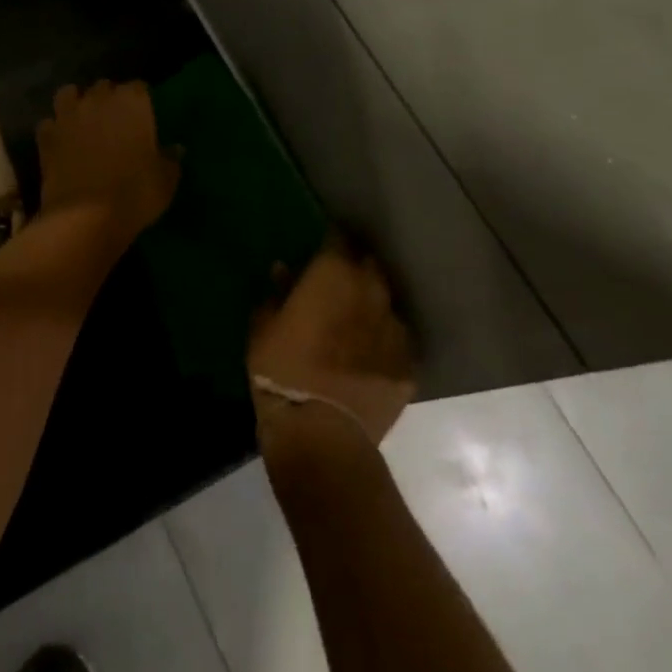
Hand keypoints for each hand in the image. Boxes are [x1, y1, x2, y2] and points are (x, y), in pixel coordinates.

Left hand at [35, 81, 180, 252]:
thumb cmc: (134, 194)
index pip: (138, 87)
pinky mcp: (45, 136)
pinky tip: (61, 143)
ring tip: (83, 122)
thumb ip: (170, 159)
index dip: (140, 101)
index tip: (144, 117)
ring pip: (69, 94)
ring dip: (76, 104)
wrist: (85, 217)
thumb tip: (175, 149)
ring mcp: (68, 116)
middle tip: (115, 122)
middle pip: (104, 87)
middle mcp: (98, 100)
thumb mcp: (166, 180)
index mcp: (132, 102)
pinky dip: (55, 130)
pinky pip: (49, 123)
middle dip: (108, 99)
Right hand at [249, 239, 416, 447]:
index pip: (339, 240)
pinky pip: (397, 341)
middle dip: (356, 269)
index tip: (323, 249)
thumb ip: (277, 294)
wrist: (321, 432)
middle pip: (369, 266)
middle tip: (339, 283)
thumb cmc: (282, 370)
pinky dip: (384, 342)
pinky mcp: (408, 365)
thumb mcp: (263, 327)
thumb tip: (282, 271)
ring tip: (357, 321)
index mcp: (334, 274)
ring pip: (386, 304)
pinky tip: (371, 356)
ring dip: (372, 306)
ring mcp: (395, 329)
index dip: (331, 242)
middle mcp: (370, 292)